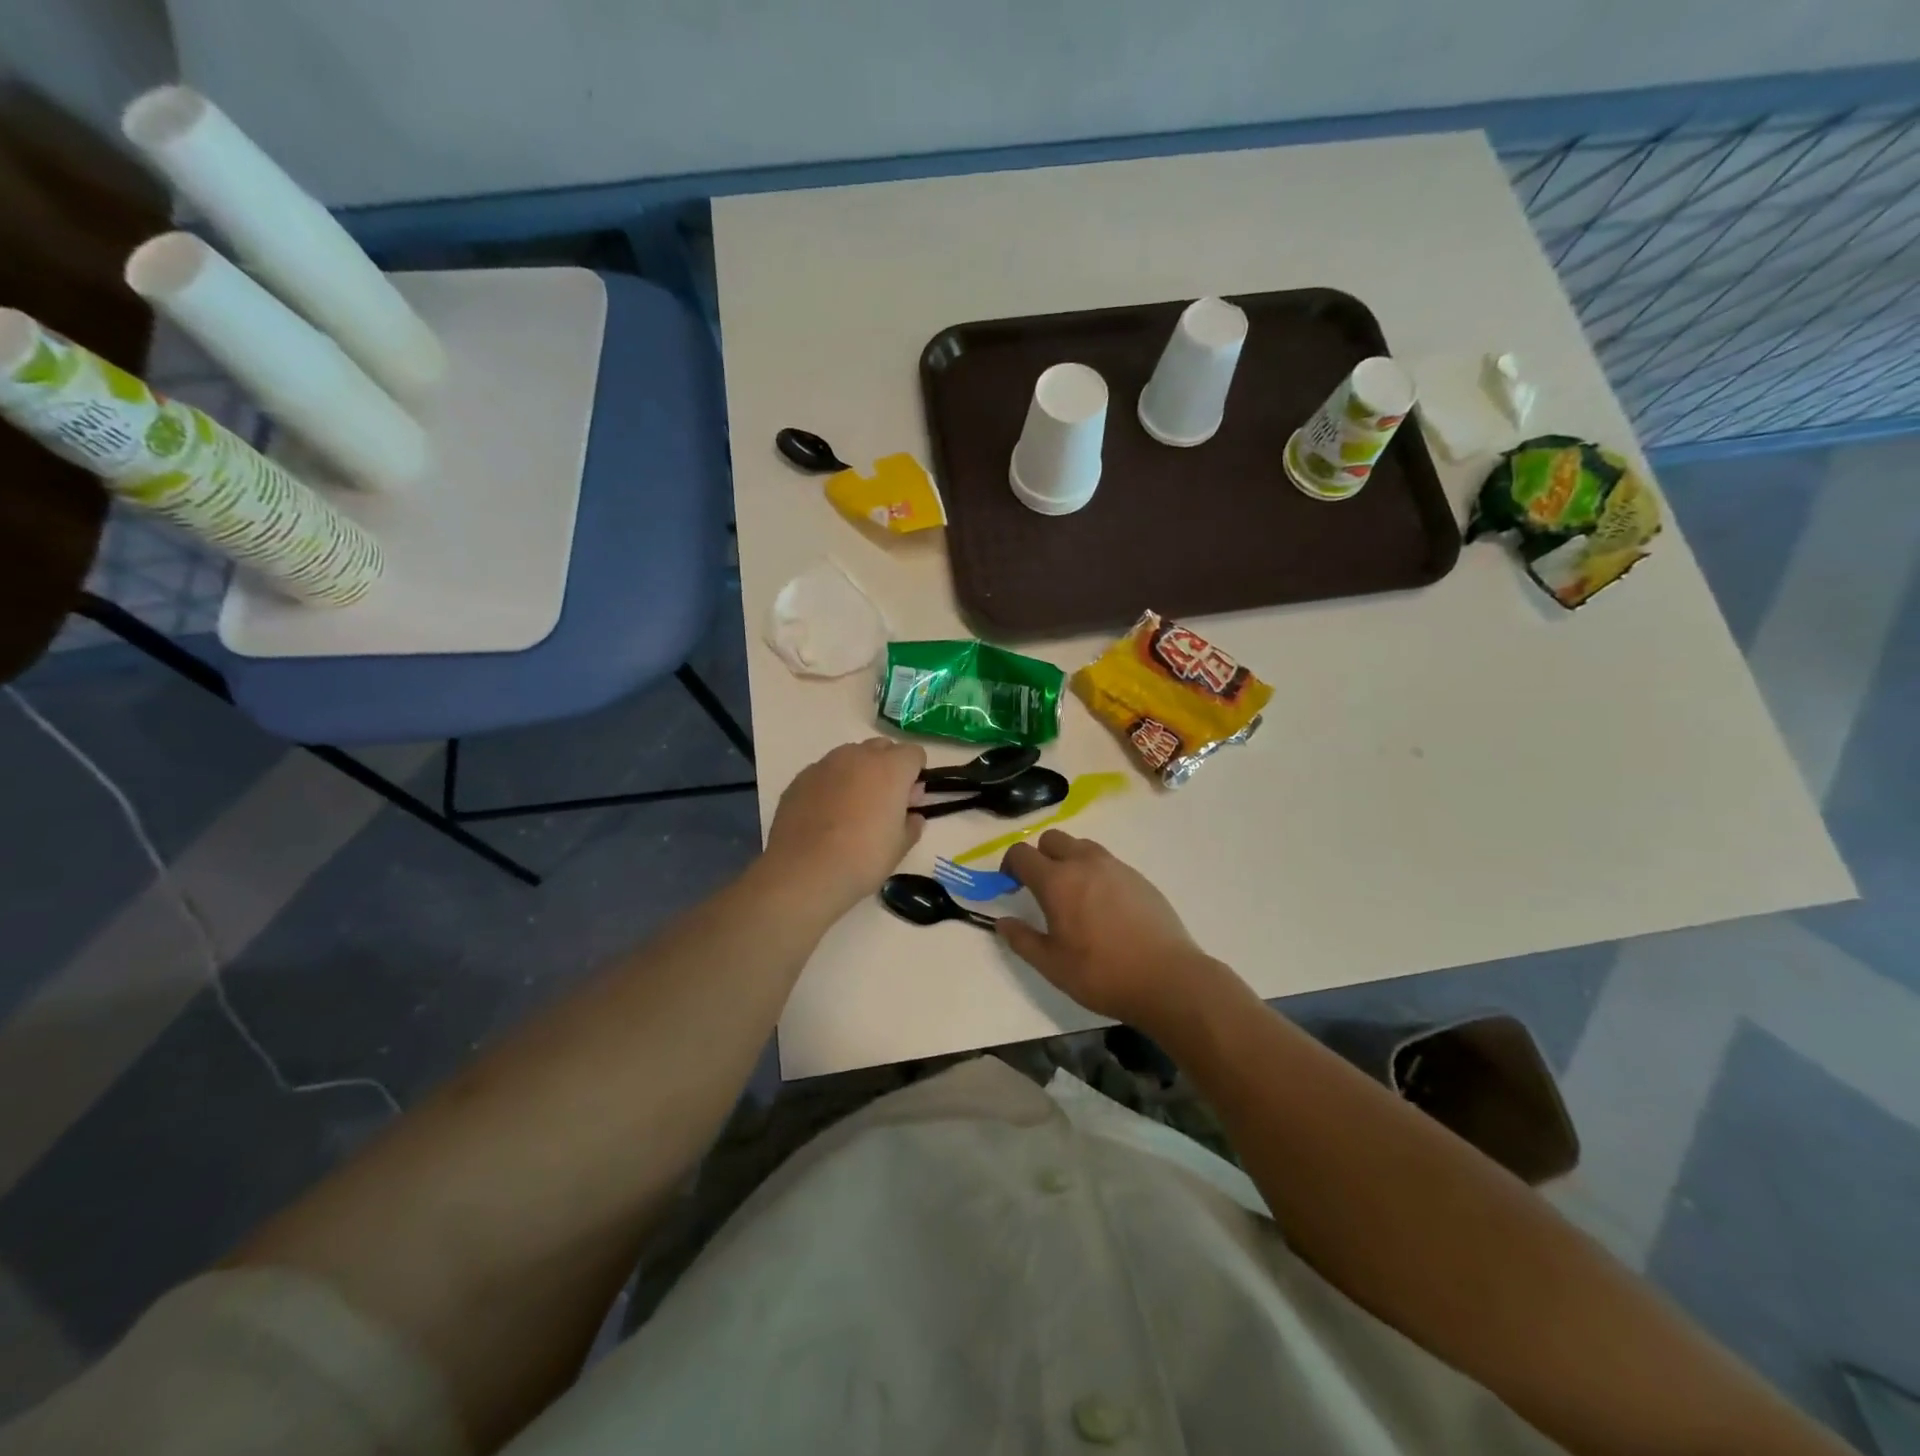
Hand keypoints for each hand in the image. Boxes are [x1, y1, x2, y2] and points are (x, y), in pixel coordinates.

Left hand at [763, 738, 926, 913]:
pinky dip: (831, 784)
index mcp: (890, 768)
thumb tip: (913, 815)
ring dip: (858, 772)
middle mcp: (858, 756)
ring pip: (850, 756)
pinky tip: (825, 814)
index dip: (916, 774)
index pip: (914, 753)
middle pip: (882, 747)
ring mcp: (825, 764)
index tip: (910, 799)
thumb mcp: (900, 846)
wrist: (805, 871)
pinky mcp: (800, 778)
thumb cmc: (863, 858)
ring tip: (852, 807)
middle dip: (888, 767)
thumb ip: (911, 824)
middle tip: (884, 801)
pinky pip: (825, 772)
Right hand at [998, 831, 1226, 1028]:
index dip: (1009, 866)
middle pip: (1052, 839)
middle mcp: (1085, 863)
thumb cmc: (1102, 974)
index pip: (1022, 854)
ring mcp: (1115, 867)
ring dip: (1068, 860)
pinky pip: (1107, 862)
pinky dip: (1095, 872)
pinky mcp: (1139, 877)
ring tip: (1073, 895)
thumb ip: (1022, 940)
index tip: (1010, 886)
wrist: (1168, 978)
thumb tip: (1002, 922)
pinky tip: (1103, 906)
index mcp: (1057, 881)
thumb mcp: (1052, 965)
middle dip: (1039, 856)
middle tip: (1040, 888)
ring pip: (1082, 846)